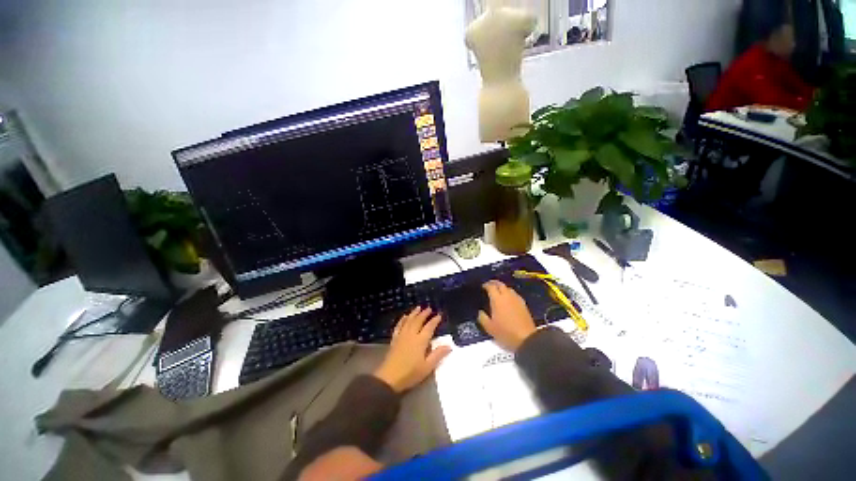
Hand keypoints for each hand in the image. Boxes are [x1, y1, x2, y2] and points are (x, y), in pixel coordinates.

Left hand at [373, 307, 450, 392]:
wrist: (389, 378)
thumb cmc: (410, 373)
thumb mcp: (427, 367)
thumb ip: (438, 355)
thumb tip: (449, 345)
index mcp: (421, 340)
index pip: (429, 327)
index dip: (434, 320)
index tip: (439, 315)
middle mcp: (411, 334)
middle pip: (418, 320)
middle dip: (424, 314)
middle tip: (429, 308)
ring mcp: (402, 336)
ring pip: (409, 320)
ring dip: (414, 313)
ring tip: (418, 307)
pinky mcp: (394, 339)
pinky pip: (399, 326)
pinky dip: (402, 320)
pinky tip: (404, 316)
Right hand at [478, 280, 536, 351]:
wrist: (526, 339)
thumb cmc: (506, 332)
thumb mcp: (489, 327)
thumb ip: (482, 317)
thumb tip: (480, 312)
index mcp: (497, 299)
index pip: (490, 286)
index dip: (485, 285)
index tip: (482, 286)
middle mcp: (507, 296)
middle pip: (500, 284)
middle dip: (494, 283)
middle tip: (489, 286)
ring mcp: (516, 299)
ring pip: (508, 288)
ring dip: (502, 288)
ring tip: (498, 292)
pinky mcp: (523, 304)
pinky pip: (514, 294)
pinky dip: (509, 294)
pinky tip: (508, 300)